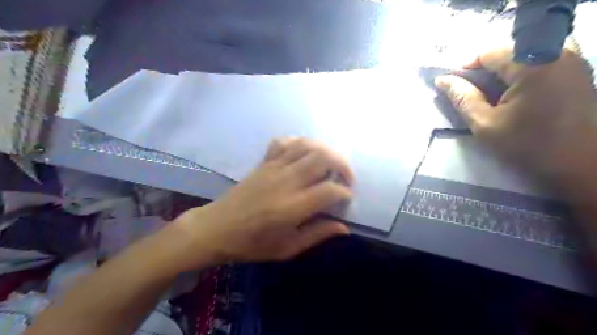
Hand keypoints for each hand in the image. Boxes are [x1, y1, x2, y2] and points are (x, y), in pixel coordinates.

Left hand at [170, 138, 353, 267]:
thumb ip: (317, 235)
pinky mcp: (264, 162)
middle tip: (346, 178)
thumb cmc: (251, 244)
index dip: (344, 193)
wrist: (215, 229)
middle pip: (322, 158)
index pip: (329, 189)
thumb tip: (344, 227)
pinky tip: (304, 154)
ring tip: (331, 164)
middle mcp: (286, 181)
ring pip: (306, 145)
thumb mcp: (287, 249)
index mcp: (292, 207)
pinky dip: (299, 142)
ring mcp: (273, 167)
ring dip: (325, 150)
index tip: (346, 199)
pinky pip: (284, 142)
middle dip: (342, 164)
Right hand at [434, 47, 596, 179]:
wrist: (579, 163)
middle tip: (475, 96)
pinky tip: (515, 97)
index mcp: (534, 65)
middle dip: (486, 73)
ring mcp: (572, 61)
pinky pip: (540, 63)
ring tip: (493, 98)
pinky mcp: (578, 71)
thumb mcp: (485, 124)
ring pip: (523, 57)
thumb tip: (442, 80)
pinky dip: (521, 76)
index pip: (490, 53)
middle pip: (508, 53)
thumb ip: (463, 98)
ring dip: (503, 75)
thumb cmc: (527, 145)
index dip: (467, 68)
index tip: (458, 88)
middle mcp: (558, 53)